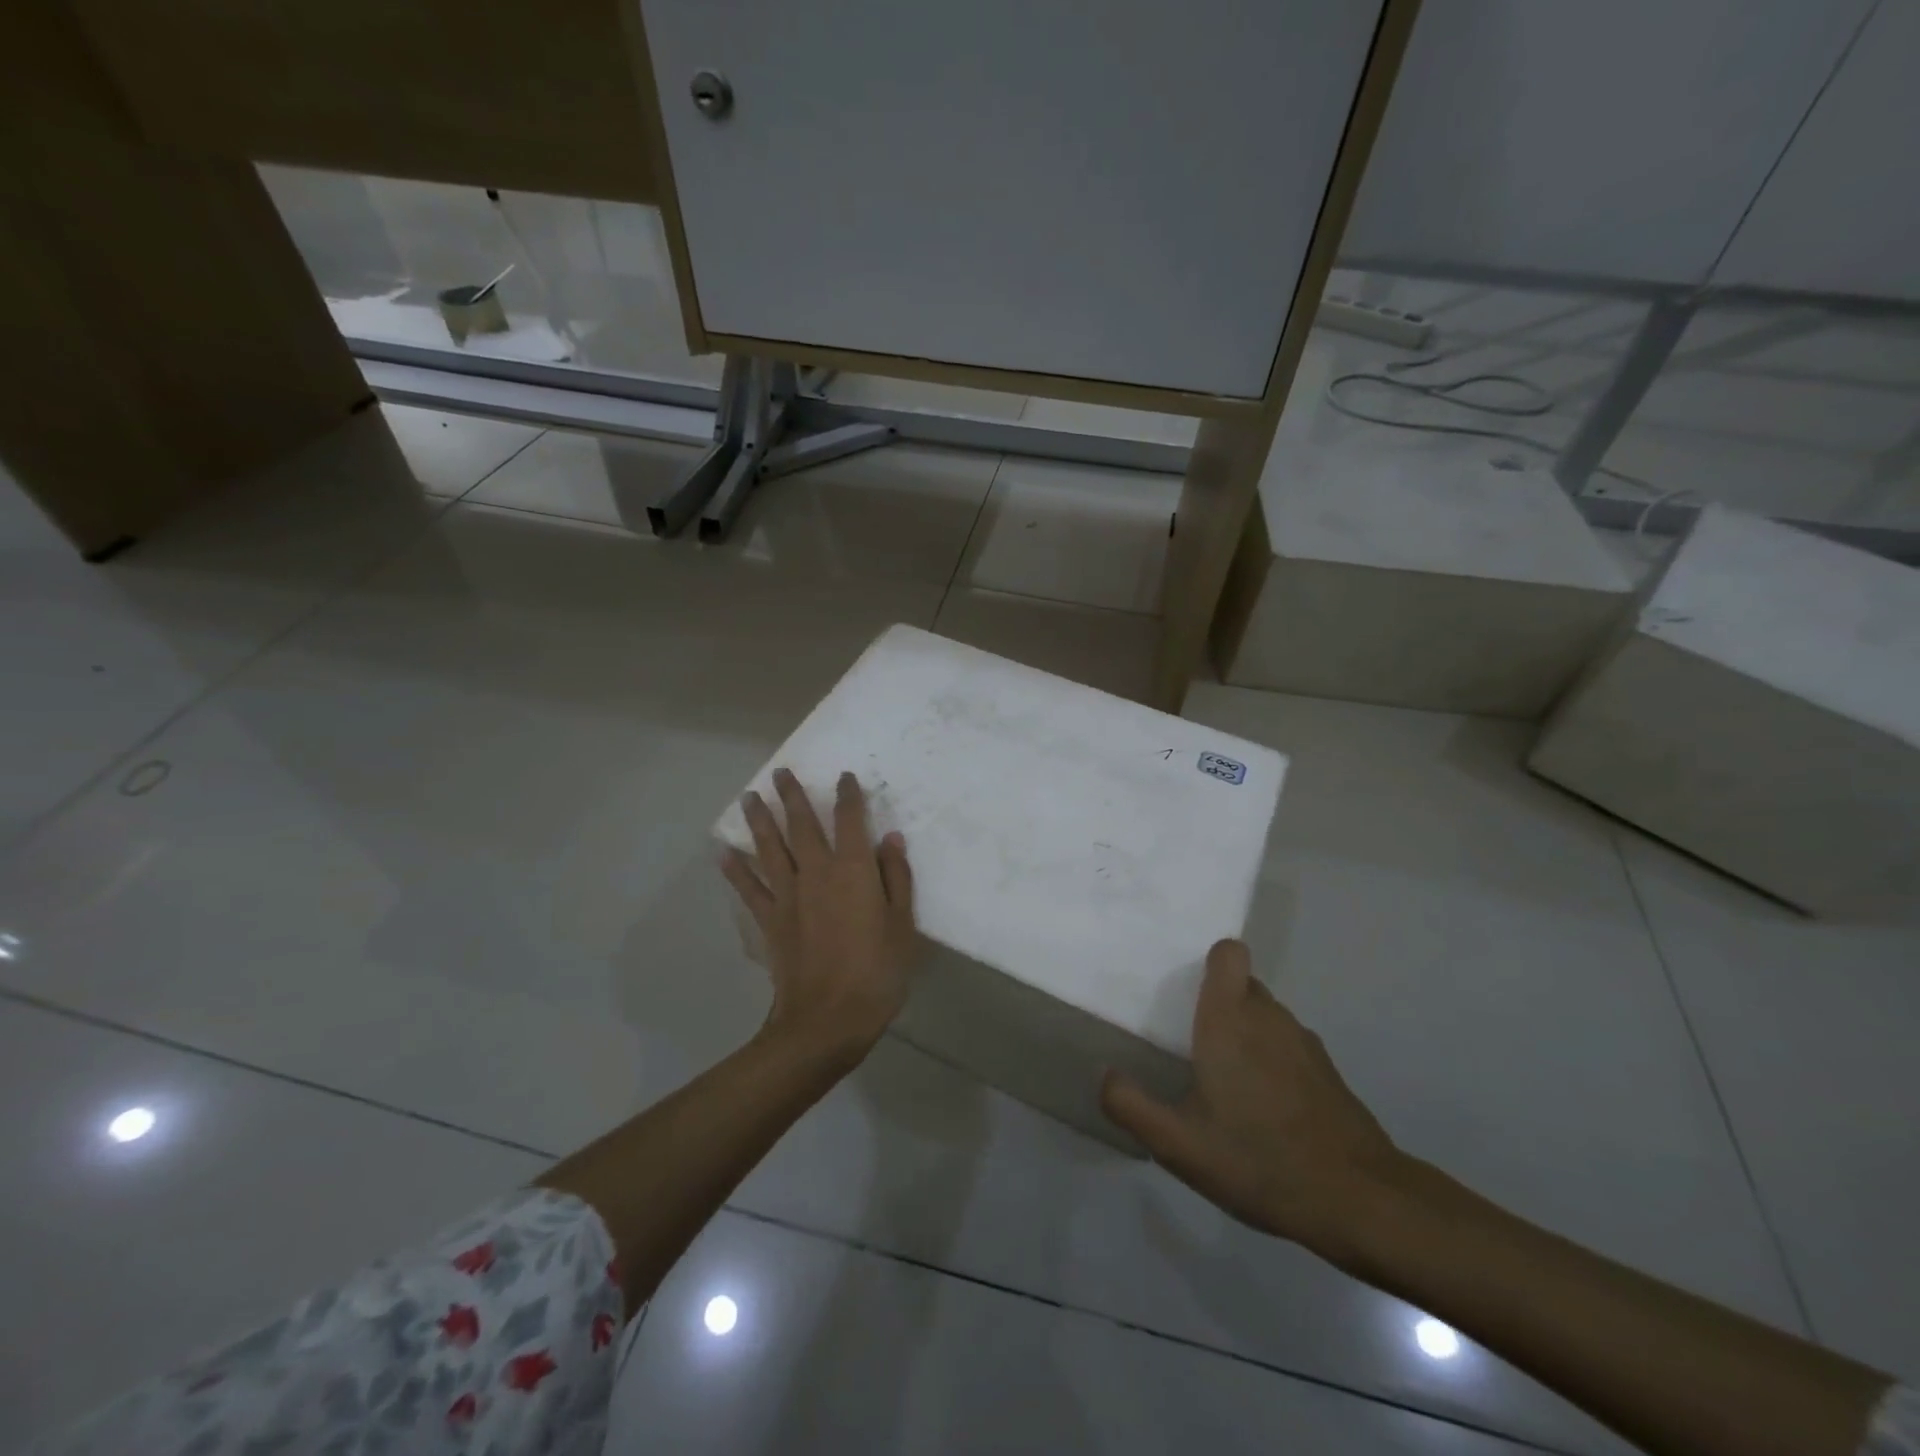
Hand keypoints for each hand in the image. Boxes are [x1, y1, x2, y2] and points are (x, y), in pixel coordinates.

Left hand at [721, 768, 917, 1065]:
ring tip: (749, 797)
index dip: (848, 796)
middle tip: (780, 772)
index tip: (843, 777)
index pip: (850, 820)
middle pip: (801, 825)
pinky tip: (724, 854)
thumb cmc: (876, 973)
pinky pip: (749, 889)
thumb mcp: (902, 925)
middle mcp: (816, 873)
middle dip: (791, 796)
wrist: (827, 1020)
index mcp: (853, 870)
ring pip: (770, 849)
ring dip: (759, 821)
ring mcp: (788, 896)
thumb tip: (890, 838)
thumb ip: (896, 878)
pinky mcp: (769, 921)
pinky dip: (736, 871)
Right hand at [1101, 939, 1406, 1262]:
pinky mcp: (1326, 1071)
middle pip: (1241, 984)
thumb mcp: (1179, 1145)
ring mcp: (1303, 1043)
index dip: (1209, 962)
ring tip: (1224, 1084)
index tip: (1187, 991)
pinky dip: (1271, 1062)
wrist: (1360, 1200)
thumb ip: (1131, 1105)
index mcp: (1230, 1019)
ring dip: (1244, 1035)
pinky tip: (1262, 1112)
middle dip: (1217, 1005)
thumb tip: (1105, 1074)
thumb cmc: (1260, 1160)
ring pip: (1265, 1016)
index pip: (1228, 953)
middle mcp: (1268, 1017)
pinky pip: (1286, 1046)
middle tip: (1191, 1043)